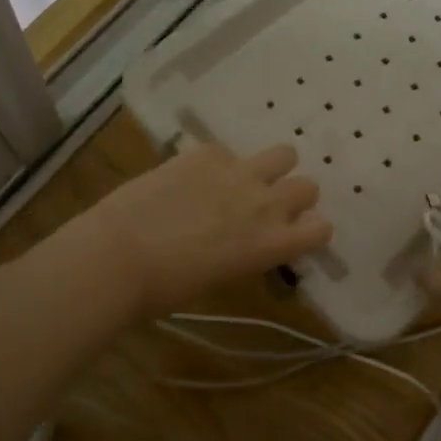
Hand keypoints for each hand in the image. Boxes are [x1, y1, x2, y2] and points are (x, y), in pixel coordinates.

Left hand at [80, 143, 331, 317]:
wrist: (119, 255)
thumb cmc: (165, 288)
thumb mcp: (219, 278)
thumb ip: (246, 254)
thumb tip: (244, 244)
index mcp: (272, 244)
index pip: (321, 228)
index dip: (309, 230)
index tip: (291, 234)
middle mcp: (265, 204)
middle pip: (308, 186)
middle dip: (292, 195)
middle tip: (263, 207)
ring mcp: (237, 172)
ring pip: (284, 154)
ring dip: (271, 167)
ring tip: (242, 179)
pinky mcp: (206, 153)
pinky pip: (226, 151)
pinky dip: (216, 163)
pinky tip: (190, 178)